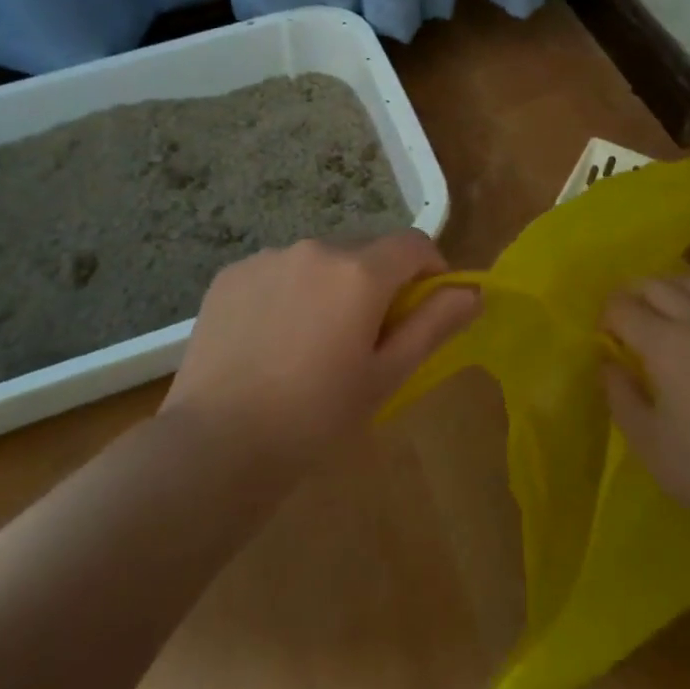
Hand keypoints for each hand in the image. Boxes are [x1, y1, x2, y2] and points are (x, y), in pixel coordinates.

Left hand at [163, 230, 477, 464]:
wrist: (216, 444)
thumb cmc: (316, 417)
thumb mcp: (386, 376)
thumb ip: (433, 325)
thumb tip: (473, 292)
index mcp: (360, 271)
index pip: (413, 244)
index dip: (430, 270)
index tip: (424, 309)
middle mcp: (316, 247)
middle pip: (366, 250)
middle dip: (378, 282)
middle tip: (365, 338)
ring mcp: (269, 256)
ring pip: (319, 260)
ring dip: (330, 285)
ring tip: (312, 342)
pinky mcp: (232, 273)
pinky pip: (278, 270)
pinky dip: (288, 291)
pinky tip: (272, 339)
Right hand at [602, 276, 689, 518]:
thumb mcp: (645, 438)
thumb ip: (619, 393)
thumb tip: (609, 362)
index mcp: (663, 343)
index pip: (623, 308)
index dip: (606, 317)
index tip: (603, 338)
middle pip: (658, 285)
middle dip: (633, 293)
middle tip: (624, 316)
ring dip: (673, 287)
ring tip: (664, 304)